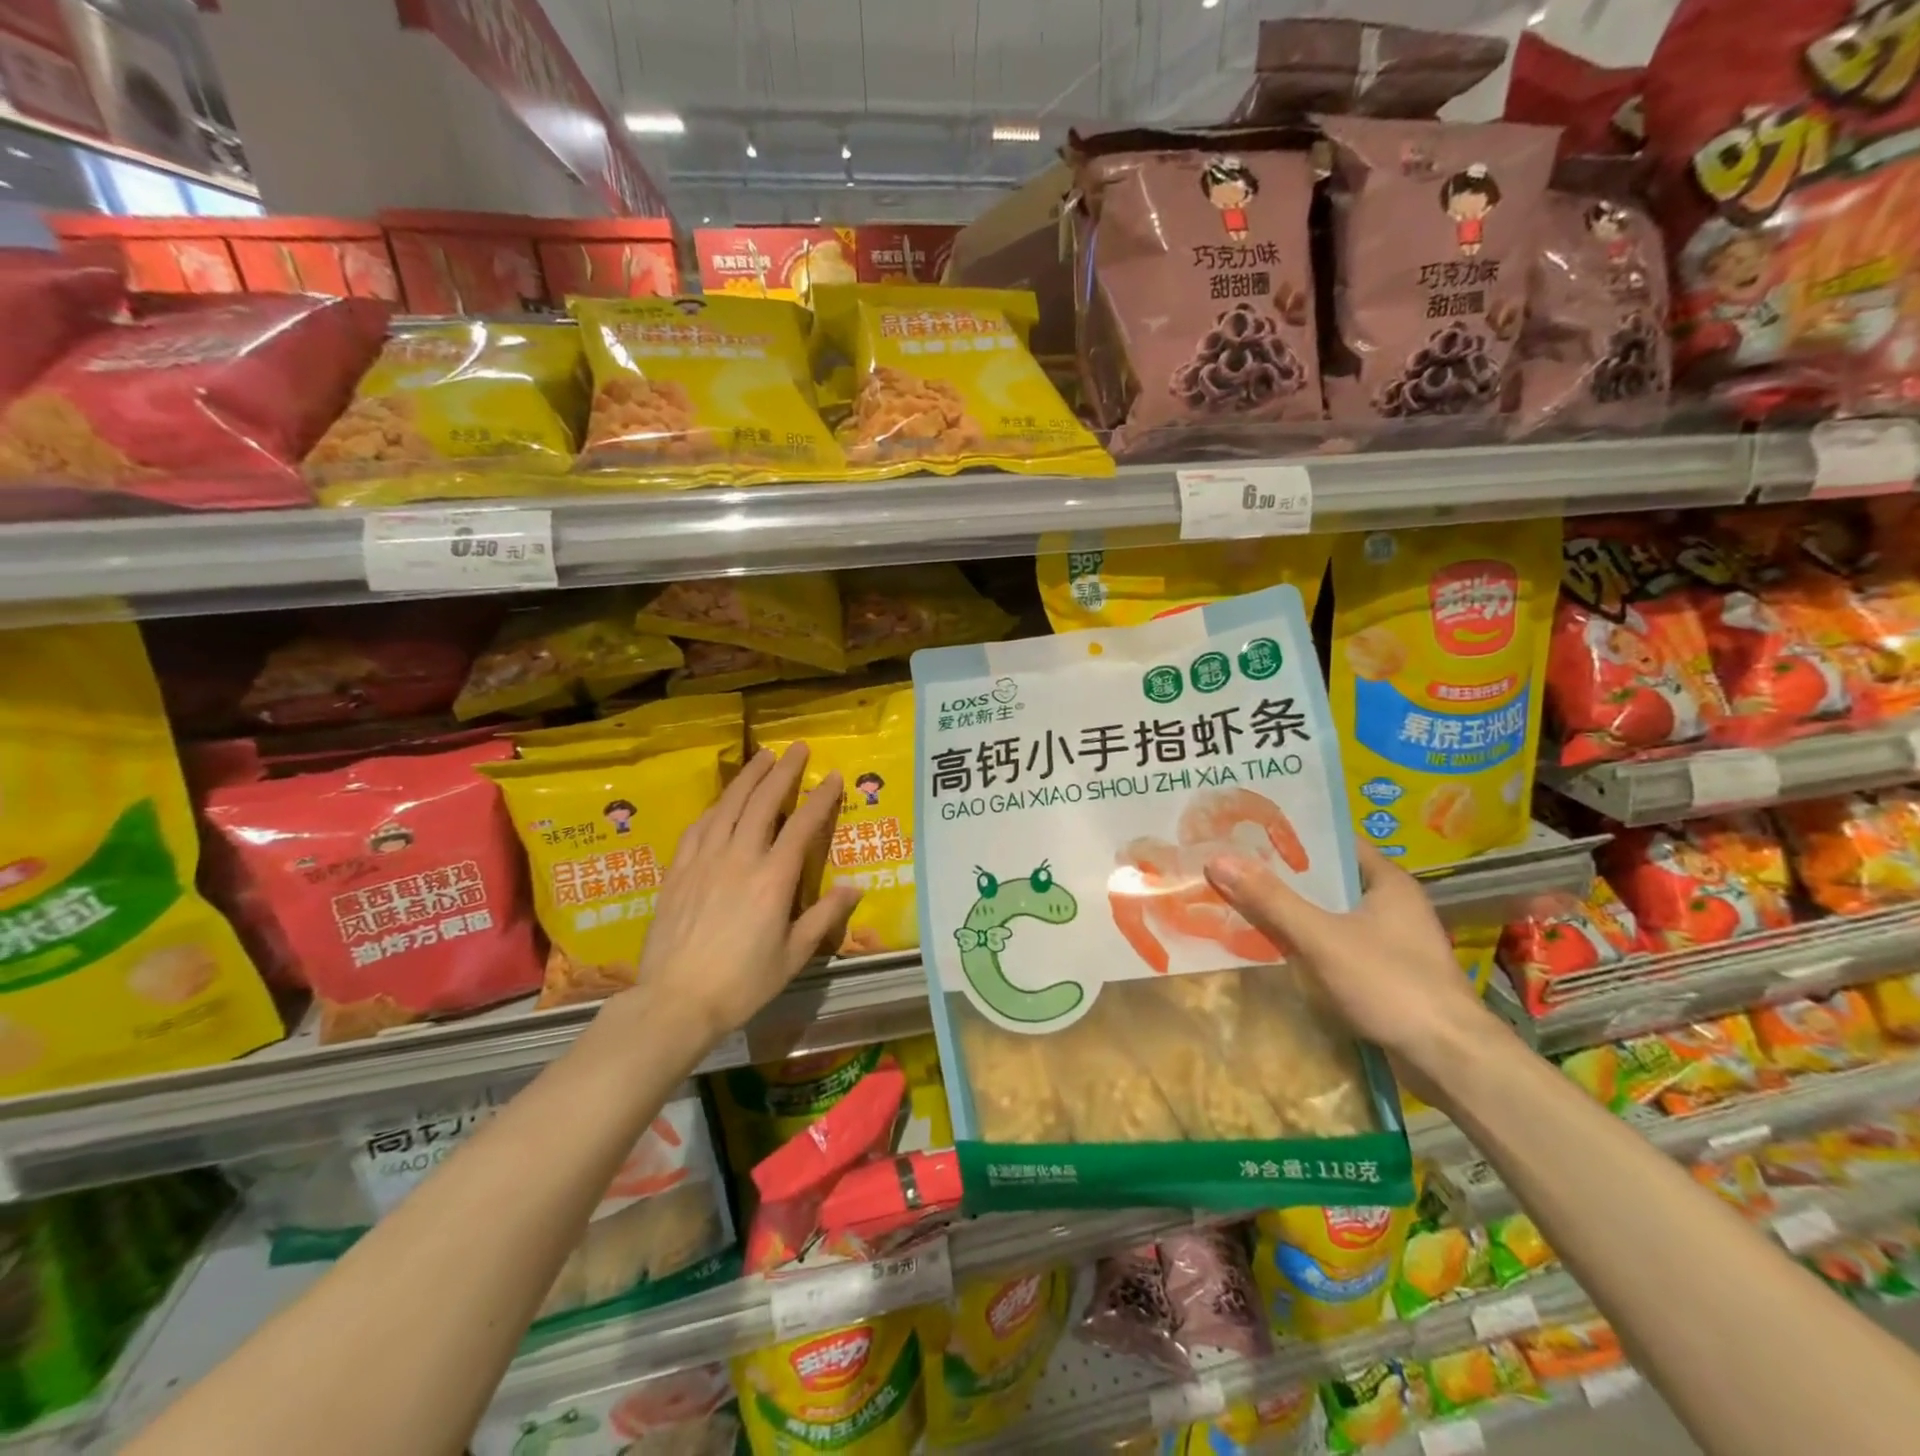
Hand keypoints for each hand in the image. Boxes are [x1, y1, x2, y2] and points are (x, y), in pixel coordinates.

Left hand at [634, 745, 861, 1051]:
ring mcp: (704, 860)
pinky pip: (698, 827)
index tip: (833, 777)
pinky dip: (715, 807)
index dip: (820, 798)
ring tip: (761, 756)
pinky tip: (722, 800)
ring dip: (747, 778)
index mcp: (773, 879)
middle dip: (782, 772)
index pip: (802, 826)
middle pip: (763, 802)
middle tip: (795, 747)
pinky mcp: (678, 870)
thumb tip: (855, 887)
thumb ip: (824, 916)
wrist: (675, 1000)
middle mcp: (740, 858)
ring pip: (728, 806)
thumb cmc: (742, 982)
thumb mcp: (793, 955)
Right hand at [1205, 840, 1501, 1101]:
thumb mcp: (1322, 937)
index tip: (1249, 830)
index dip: (1293, 834)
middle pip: (1329, 879)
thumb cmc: (1391, 983)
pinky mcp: (1387, 973)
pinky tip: (1275, 946)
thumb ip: (1271, 900)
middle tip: (1236, 865)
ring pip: (1332, 914)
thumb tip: (1218, 859)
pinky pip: (1337, 944)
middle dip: (1285, 875)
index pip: (1334, 842)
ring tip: (1245, 901)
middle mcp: (1393, 904)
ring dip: (1295, 911)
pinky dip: (1309, 941)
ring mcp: (1392, 941)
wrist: (1450, 1059)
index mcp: (1388, 881)